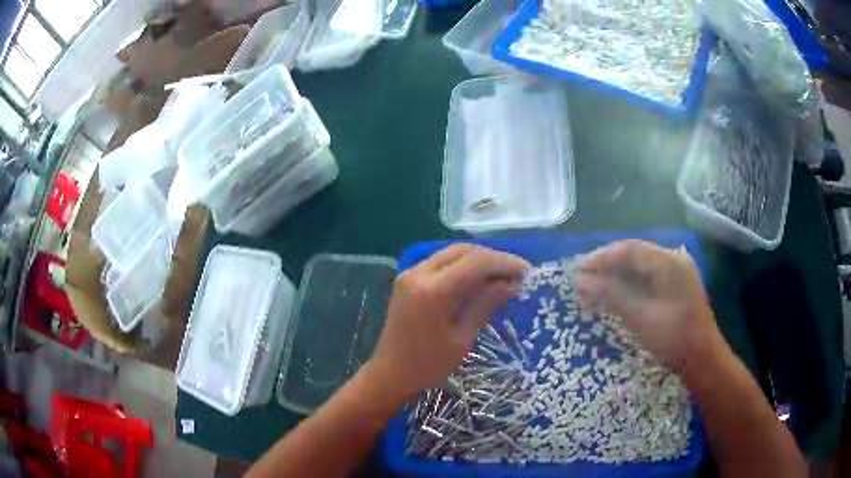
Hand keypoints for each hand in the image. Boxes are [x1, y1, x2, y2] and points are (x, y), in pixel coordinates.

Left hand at [366, 244, 529, 401]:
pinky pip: (441, 262)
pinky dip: (462, 266)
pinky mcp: (408, 279)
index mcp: (433, 291)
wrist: (389, 373)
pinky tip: (478, 279)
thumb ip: (485, 305)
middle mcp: (419, 273)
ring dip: (478, 260)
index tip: (527, 271)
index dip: (504, 263)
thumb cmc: (428, 365)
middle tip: (516, 273)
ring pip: (452, 253)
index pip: (476, 262)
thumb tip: (511, 284)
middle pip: (463, 251)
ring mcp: (410, 273)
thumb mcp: (462, 338)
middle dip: (493, 258)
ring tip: (501, 276)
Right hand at [577, 240, 723, 371]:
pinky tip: (617, 293)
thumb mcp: (641, 317)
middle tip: (584, 278)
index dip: (602, 257)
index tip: (579, 270)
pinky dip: (630, 282)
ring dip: (617, 274)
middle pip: (635, 253)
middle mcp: (674, 259)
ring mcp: (677, 271)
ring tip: (595, 286)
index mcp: (669, 262)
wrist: (702, 357)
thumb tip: (580, 281)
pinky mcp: (676, 284)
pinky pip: (648, 275)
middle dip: (608, 265)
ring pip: (641, 265)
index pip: (629, 249)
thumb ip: (612, 295)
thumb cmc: (674, 337)